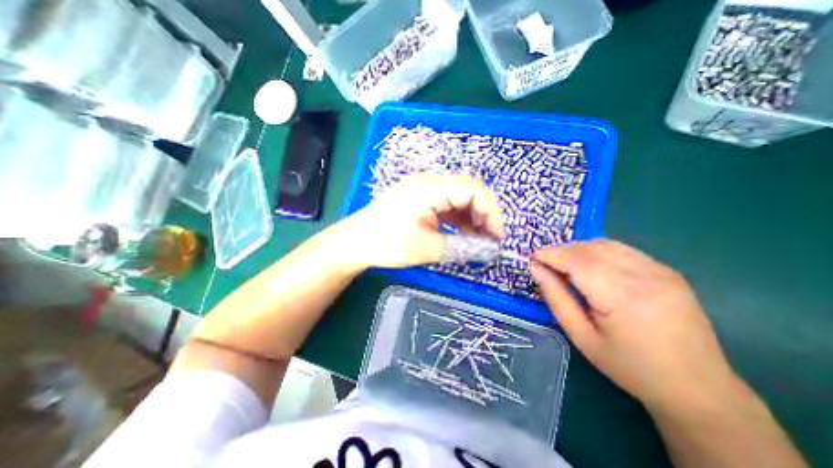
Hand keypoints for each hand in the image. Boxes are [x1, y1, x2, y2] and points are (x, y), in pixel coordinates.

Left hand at [342, 173, 504, 270]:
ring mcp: (424, 189)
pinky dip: (459, 218)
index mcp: (429, 188)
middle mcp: (428, 182)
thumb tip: (489, 250)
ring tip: (478, 239)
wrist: (354, 242)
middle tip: (490, 239)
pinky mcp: (420, 198)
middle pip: (469, 190)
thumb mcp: (426, 248)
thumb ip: (461, 247)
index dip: (491, 211)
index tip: (496, 236)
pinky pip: (447, 203)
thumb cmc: (386, 243)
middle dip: (484, 214)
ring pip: (459, 197)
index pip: (473, 189)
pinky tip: (462, 232)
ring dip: (472, 216)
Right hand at [530, 240, 736, 411]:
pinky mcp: (666, 271)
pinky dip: (597, 251)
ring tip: (563, 263)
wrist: (698, 388)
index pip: (576, 261)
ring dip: (577, 249)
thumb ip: (556, 298)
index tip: (532, 257)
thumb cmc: (629, 366)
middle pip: (590, 249)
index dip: (550, 255)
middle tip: (544, 262)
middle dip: (561, 251)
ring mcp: (660, 270)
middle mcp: (644, 275)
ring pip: (605, 244)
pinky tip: (589, 264)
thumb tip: (536, 269)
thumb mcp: (581, 336)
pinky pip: (622, 250)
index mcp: (622, 296)